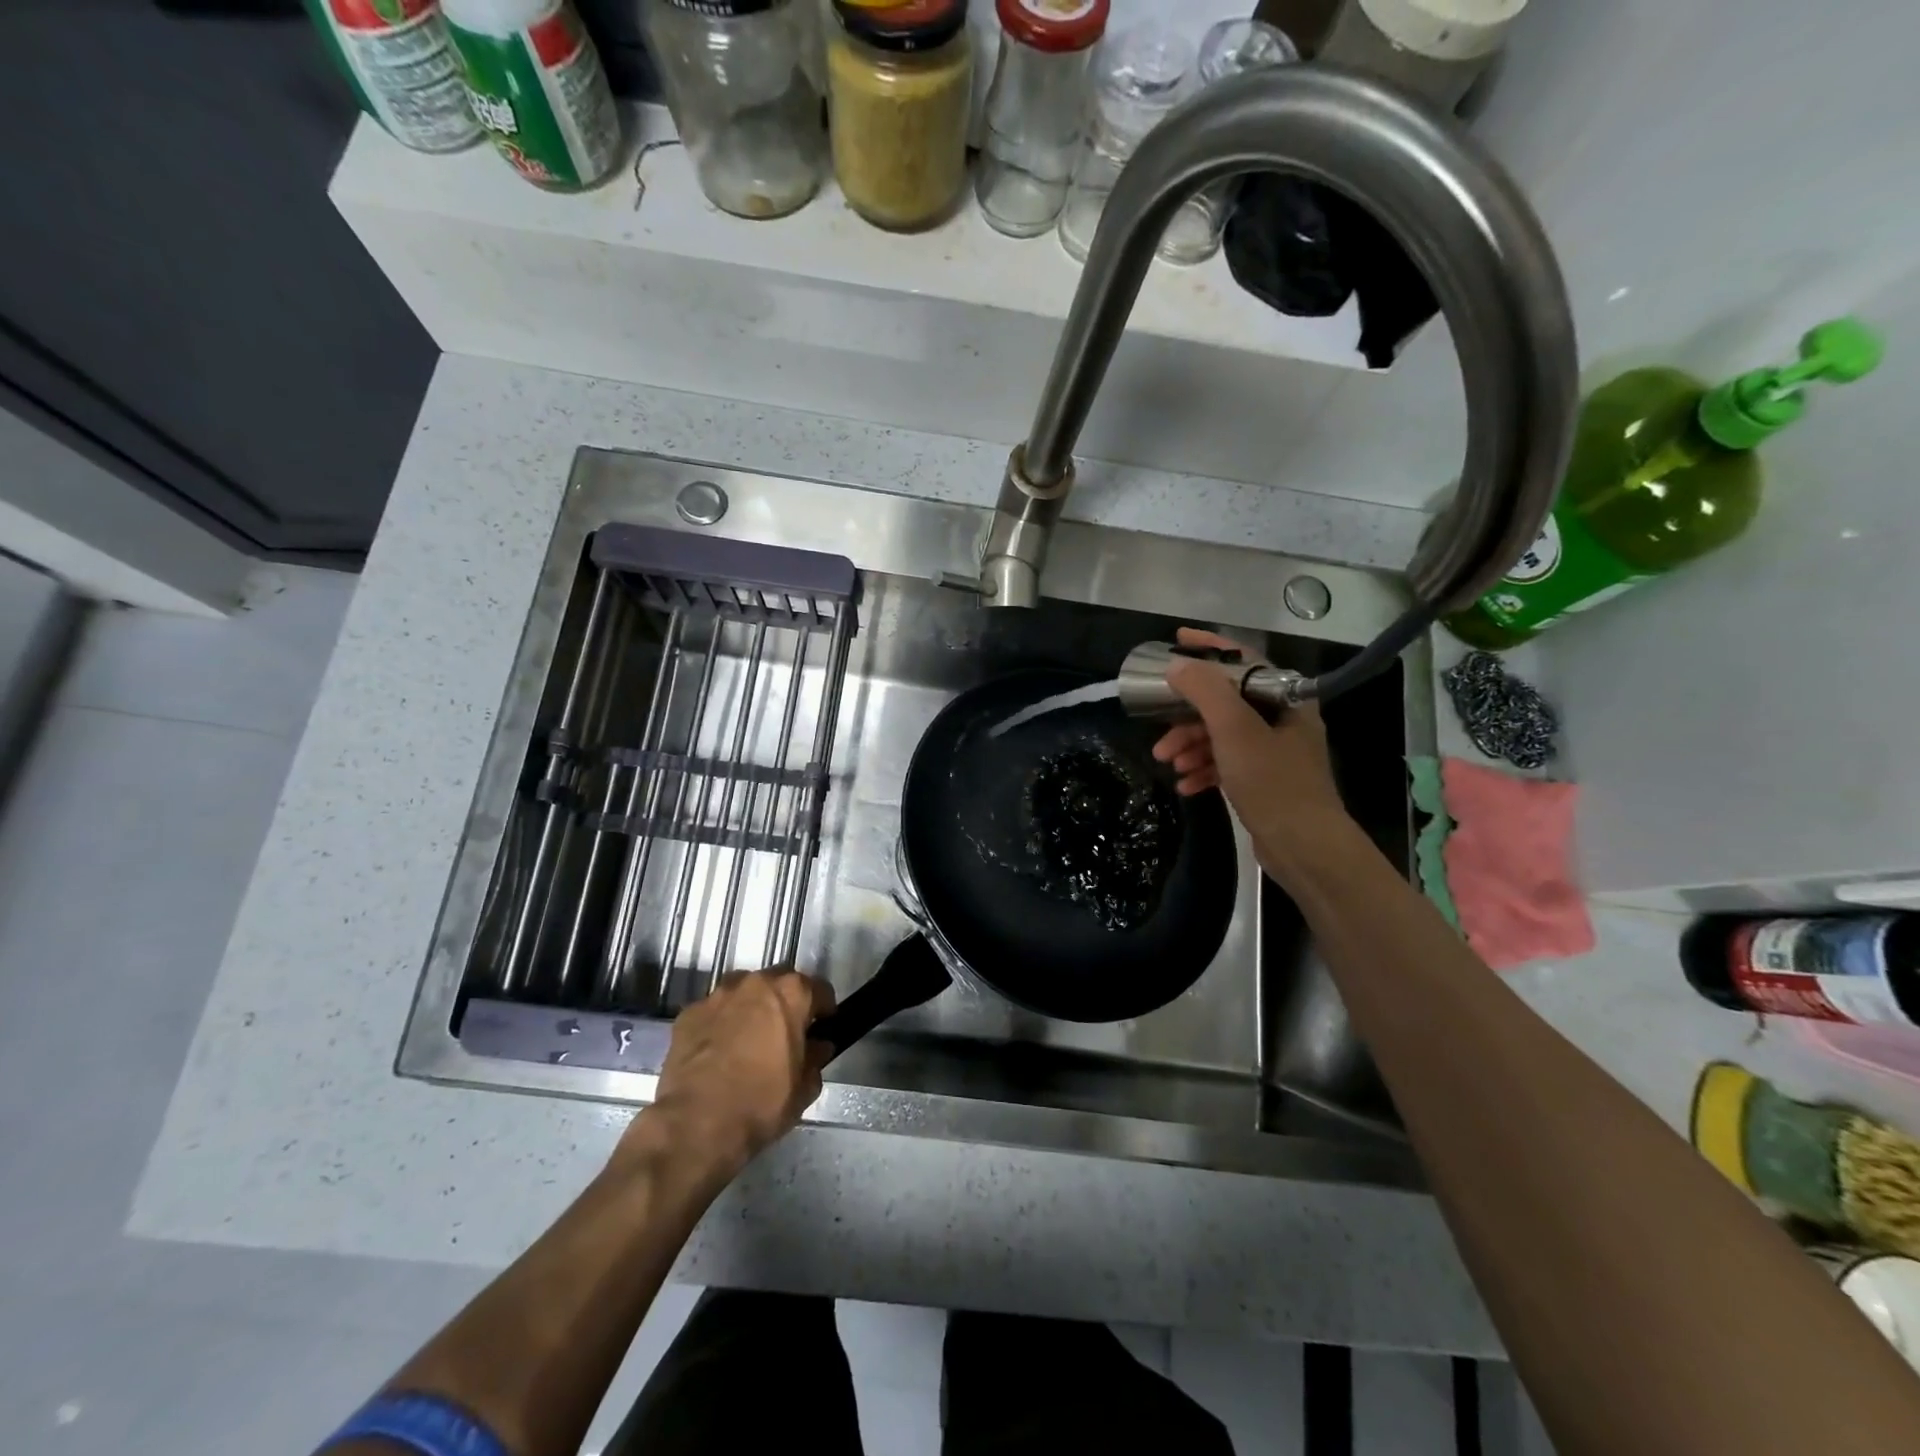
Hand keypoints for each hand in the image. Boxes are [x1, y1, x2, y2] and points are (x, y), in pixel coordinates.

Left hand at [631, 969, 835, 1179]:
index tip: (820, 1028)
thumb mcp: (804, 1088)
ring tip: (747, 1038)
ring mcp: (718, 995)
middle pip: (779, 982)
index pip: (819, 989)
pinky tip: (717, 1051)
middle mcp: (755, 983)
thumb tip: (817, 1047)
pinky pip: (713, 1012)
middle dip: (785, 1002)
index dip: (823, 1009)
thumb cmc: (761, 1103)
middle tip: (784, 1032)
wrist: (697, 1124)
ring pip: (743, 991)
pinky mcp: (688, 1013)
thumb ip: (816, 1059)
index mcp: (791, 993)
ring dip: (750, 1007)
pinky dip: (719, 1024)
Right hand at [1150, 627, 1358, 880]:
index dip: (1209, 649)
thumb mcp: (1235, 730)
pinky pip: (1227, 764)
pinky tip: (1186, 785)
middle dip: (1188, 717)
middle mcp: (1282, 720)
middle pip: (1226, 703)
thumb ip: (1206, 692)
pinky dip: (1205, 770)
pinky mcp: (1265, 781)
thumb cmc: (1273, 782)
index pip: (1243, 661)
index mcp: (1285, 699)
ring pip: (1222, 736)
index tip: (1176, 642)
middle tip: (1160, 731)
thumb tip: (1178, 666)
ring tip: (1167, 763)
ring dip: (1192, 746)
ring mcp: (1274, 752)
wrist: (1305, 847)